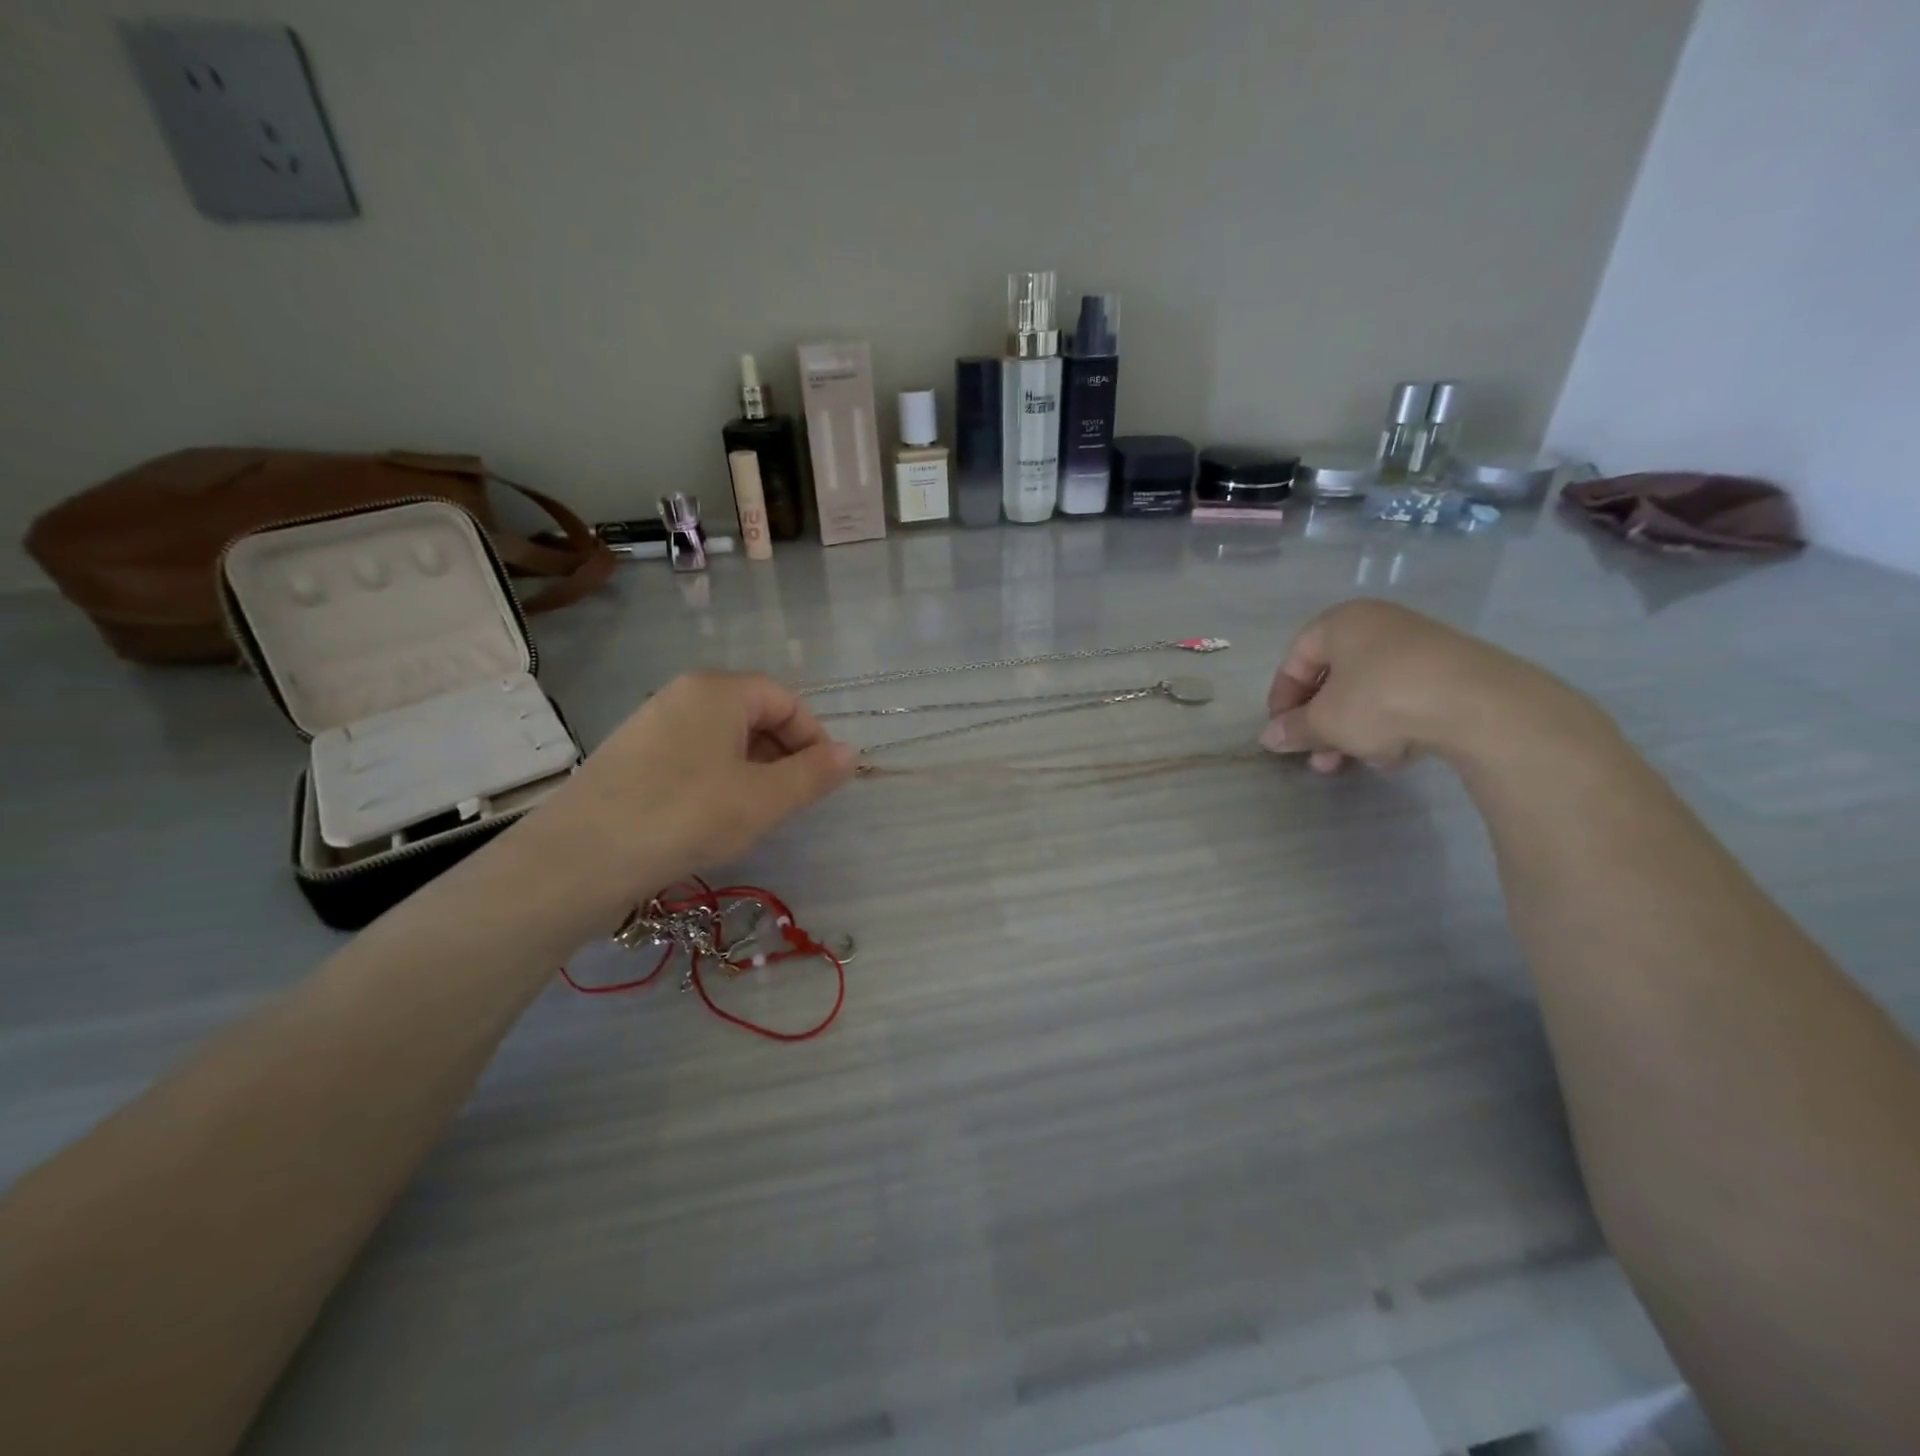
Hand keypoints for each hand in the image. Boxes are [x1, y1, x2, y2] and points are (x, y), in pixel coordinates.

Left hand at [506, 673, 856, 935]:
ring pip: (722, 738)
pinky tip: (710, 819)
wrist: (581, 858)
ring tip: (752, 815)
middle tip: (790, 802)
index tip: (822, 781)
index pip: (785, 699)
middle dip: (783, 755)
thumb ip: (813, 774)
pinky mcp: (630, 755)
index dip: (813, 737)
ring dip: (752, 770)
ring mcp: (651, 723)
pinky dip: (716, 779)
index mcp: (719, 690)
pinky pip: (692, 755)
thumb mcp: (763, 799)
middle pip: (753, 714)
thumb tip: (851, 753)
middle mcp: (683, 694)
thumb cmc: (687, 815)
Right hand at [1259, 600, 1558, 771]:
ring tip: (1355, 762)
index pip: (1294, 659)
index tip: (1282, 733)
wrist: (1481, 705)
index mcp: (1341, 623)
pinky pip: (1404, 697)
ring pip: (1368, 692)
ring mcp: (1419, 646)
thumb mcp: (1325, 722)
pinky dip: (1391, 725)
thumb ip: (1293, 729)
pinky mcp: (1452, 670)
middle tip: (1317, 756)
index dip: (1281, 699)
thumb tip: (1269, 738)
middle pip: (1333, 678)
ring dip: (1353, 730)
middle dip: (1321, 723)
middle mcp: (1378, 625)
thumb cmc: (1382, 700)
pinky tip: (1395, 755)